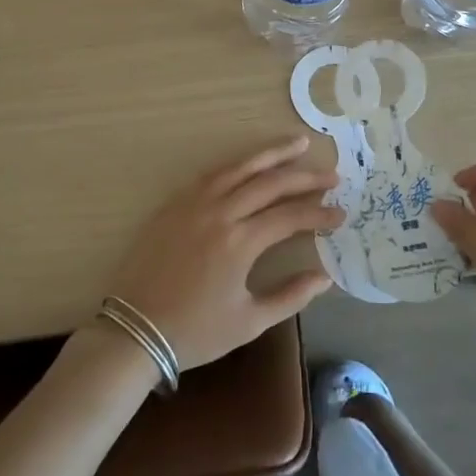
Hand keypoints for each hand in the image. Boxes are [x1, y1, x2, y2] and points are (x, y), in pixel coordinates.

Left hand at [103, 137, 343, 370]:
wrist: (134, 329)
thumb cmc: (194, 332)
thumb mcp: (248, 322)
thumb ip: (290, 297)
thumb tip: (325, 277)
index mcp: (240, 242)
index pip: (290, 216)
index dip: (319, 213)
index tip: (341, 213)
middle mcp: (220, 212)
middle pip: (270, 183)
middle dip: (305, 177)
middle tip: (332, 174)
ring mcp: (195, 202)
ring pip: (240, 167)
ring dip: (272, 154)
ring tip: (298, 143)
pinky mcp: (175, 202)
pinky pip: (213, 173)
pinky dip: (238, 164)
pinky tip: (252, 162)